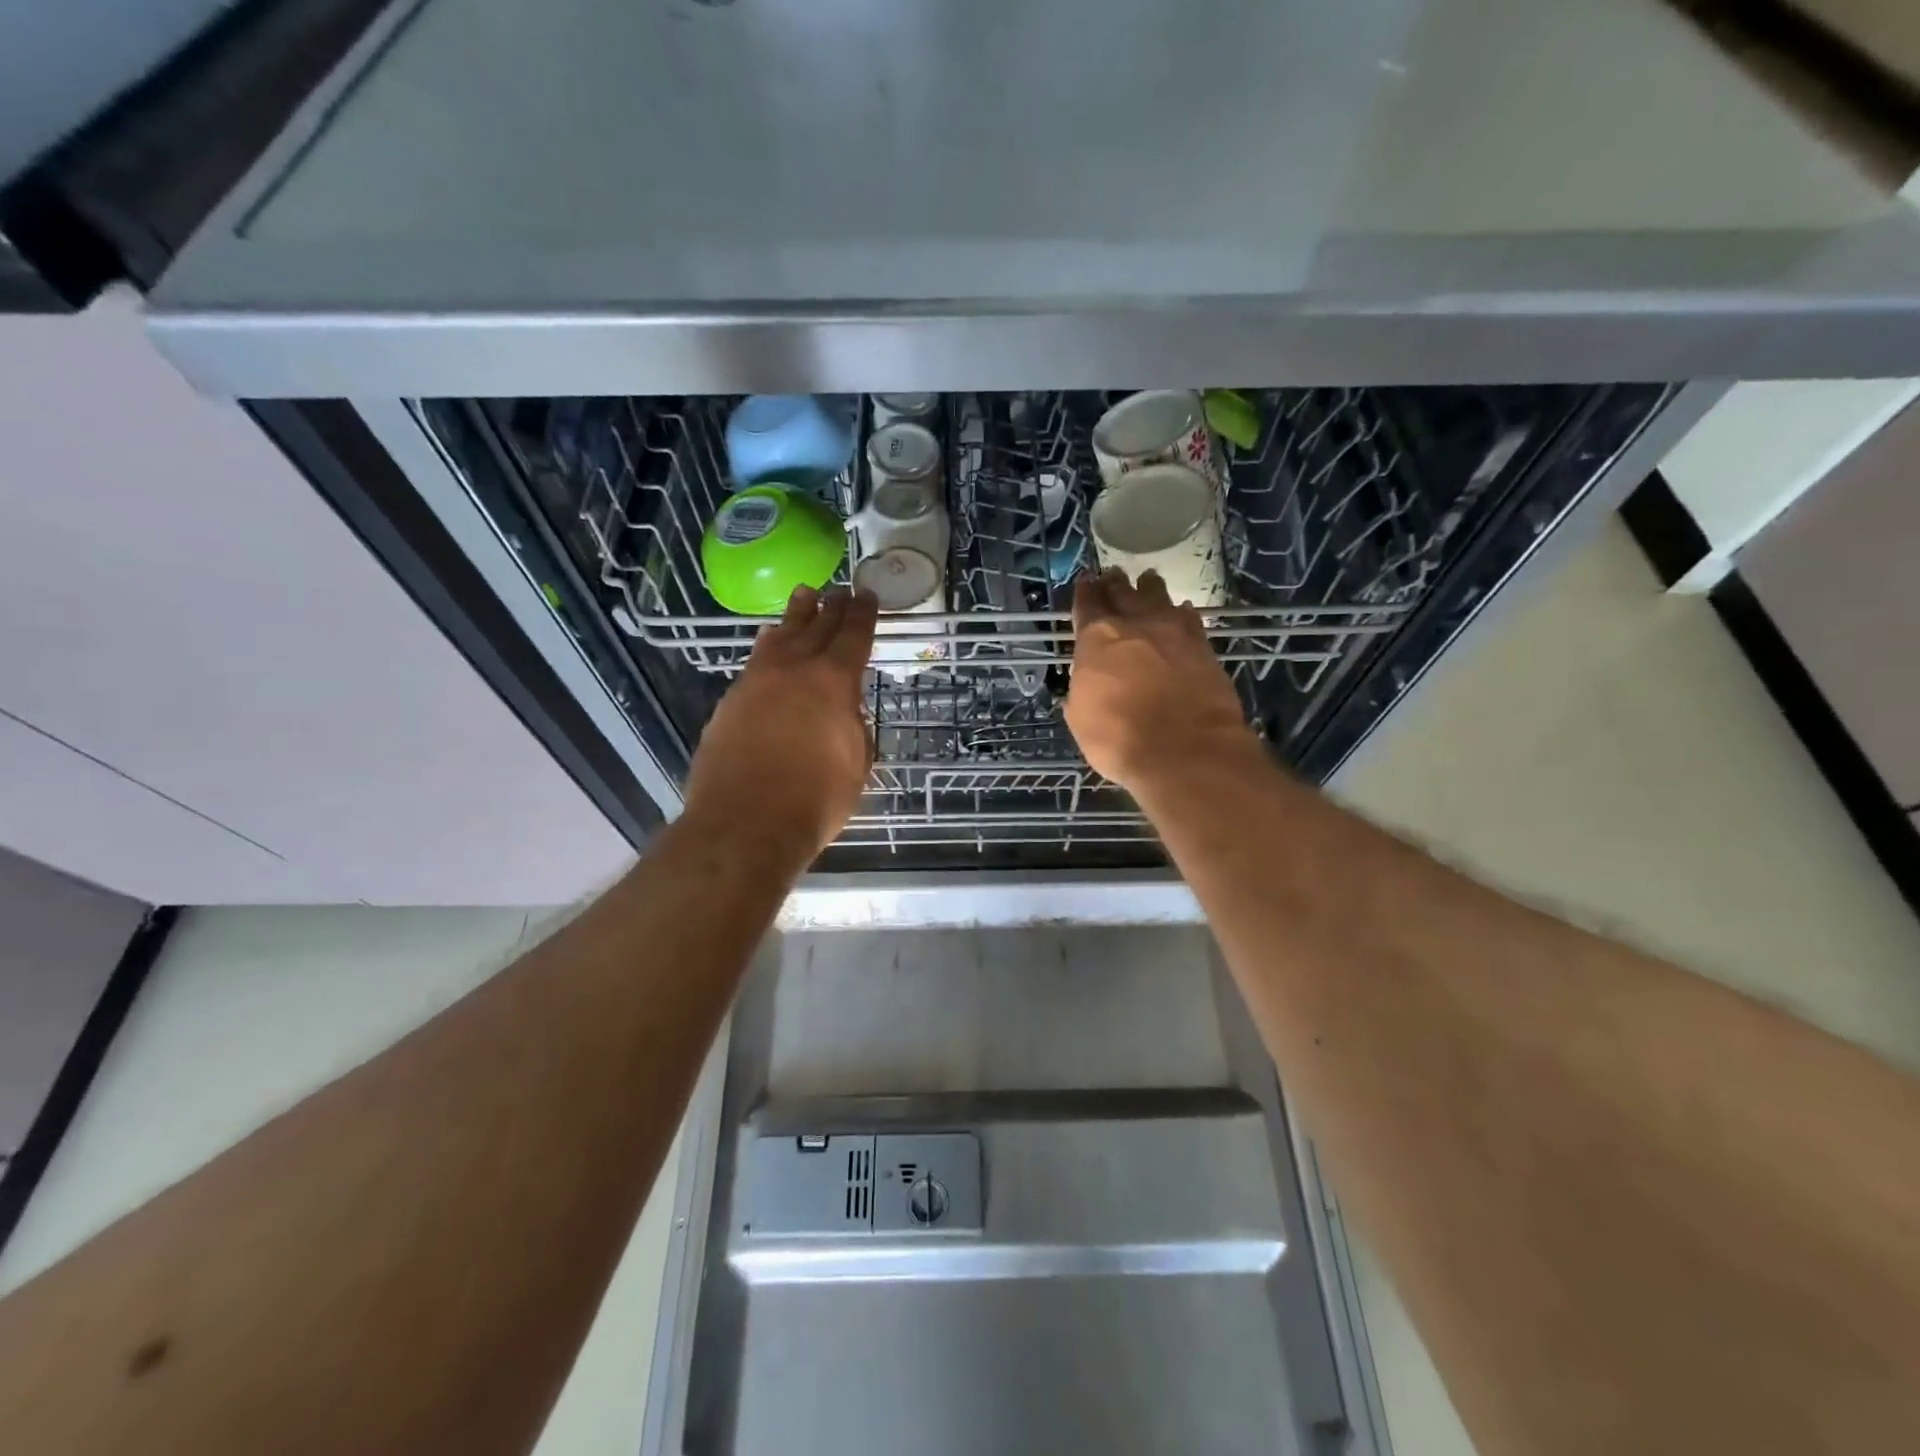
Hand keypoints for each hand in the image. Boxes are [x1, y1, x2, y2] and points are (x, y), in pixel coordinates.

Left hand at [682, 586, 877, 860]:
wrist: (745, 823)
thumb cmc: (815, 800)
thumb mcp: (856, 764)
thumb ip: (854, 727)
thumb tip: (844, 712)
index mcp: (833, 682)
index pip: (853, 636)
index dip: (863, 614)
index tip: (867, 596)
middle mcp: (794, 670)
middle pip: (815, 627)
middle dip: (831, 608)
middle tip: (839, 591)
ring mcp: (756, 682)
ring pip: (779, 637)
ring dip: (795, 616)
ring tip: (803, 597)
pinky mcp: (730, 701)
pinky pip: (755, 660)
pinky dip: (768, 645)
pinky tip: (769, 642)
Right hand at [1065, 568, 1257, 795]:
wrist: (1186, 750)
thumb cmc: (1120, 739)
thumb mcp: (1081, 718)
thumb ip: (1082, 689)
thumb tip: (1087, 682)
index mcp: (1097, 638)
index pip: (1087, 604)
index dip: (1084, 592)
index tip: (1085, 582)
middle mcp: (1134, 624)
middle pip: (1123, 592)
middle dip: (1114, 584)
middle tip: (1113, 577)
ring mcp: (1173, 630)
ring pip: (1158, 595)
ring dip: (1149, 588)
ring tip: (1147, 581)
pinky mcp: (1203, 644)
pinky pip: (1188, 616)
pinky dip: (1180, 612)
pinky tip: (1180, 611)